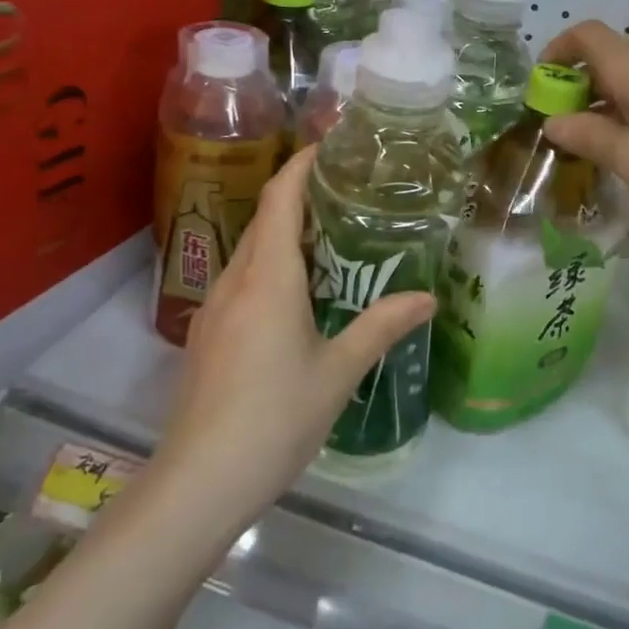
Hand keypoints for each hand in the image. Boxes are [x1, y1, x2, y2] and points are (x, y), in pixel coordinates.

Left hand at [149, 146, 434, 530]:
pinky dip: (271, 268)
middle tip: (348, 192)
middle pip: (264, 220)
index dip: (301, 165)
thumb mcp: (338, 371)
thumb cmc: (275, 418)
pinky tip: (298, 296)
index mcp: (268, 279)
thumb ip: (382, 327)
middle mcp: (235, 282)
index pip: (280, 199)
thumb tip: (428, 297)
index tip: (331, 146)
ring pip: (250, 253)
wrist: (200, 482)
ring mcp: (213, 310)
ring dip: (284, 234)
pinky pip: (242, 282)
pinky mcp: (206, 337)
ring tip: (331, 238)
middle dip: (299, 196)